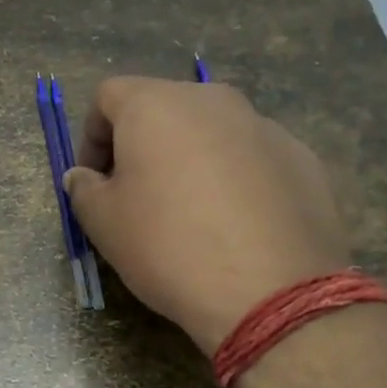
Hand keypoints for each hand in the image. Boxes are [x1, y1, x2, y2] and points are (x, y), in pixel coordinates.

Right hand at [63, 78, 348, 352]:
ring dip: (192, 161)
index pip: (108, 96)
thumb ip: (84, 189)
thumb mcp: (103, 224)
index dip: (91, 136)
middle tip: (138, 197)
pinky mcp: (302, 159)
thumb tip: (84, 176)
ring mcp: (264, 126)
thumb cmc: (168, 247)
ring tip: (191, 215)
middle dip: (143, 146)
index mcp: (156, 105)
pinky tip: (236, 227)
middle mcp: (212, 100)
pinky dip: (236, 180)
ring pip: (212, 133)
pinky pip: (252, 159)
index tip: (94, 181)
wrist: (270, 291)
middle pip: (164, 109)